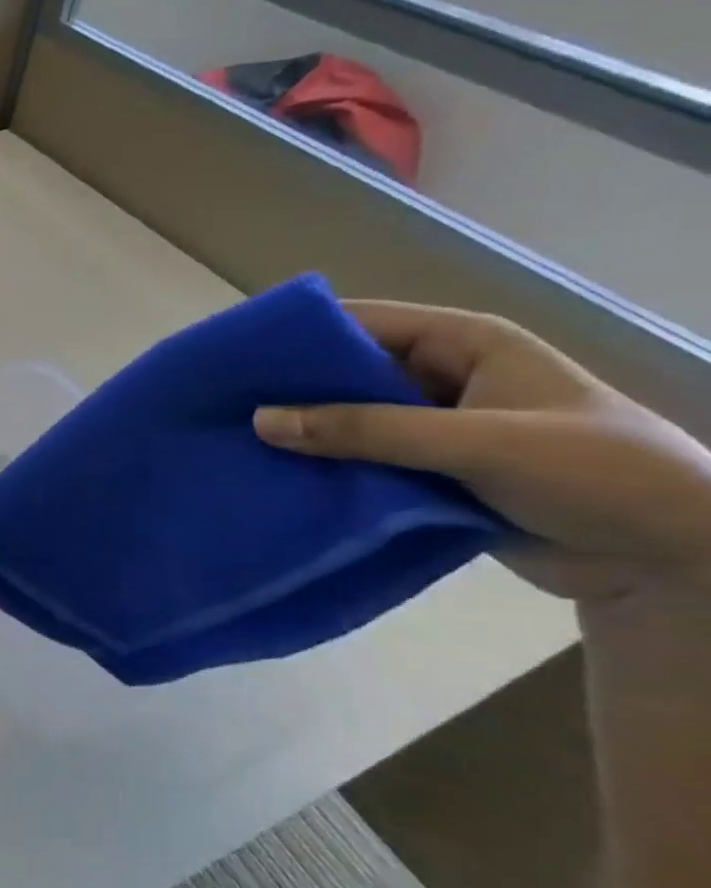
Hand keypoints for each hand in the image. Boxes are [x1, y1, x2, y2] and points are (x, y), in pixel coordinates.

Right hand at [252, 300, 710, 604]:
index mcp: (464, 345)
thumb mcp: (479, 443)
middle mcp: (441, 379)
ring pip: (349, 422)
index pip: (362, 323)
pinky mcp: (428, 474)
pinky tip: (277, 478)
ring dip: (304, 435)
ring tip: (235, 444)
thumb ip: (367, 430)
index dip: (298, 337)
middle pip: (347, 374)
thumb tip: (261, 420)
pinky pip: (362, 462)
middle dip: (291, 391)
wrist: (673, 564)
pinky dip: (326, 470)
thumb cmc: (595, 475)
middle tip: (221, 407)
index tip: (232, 358)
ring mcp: (433, 428)